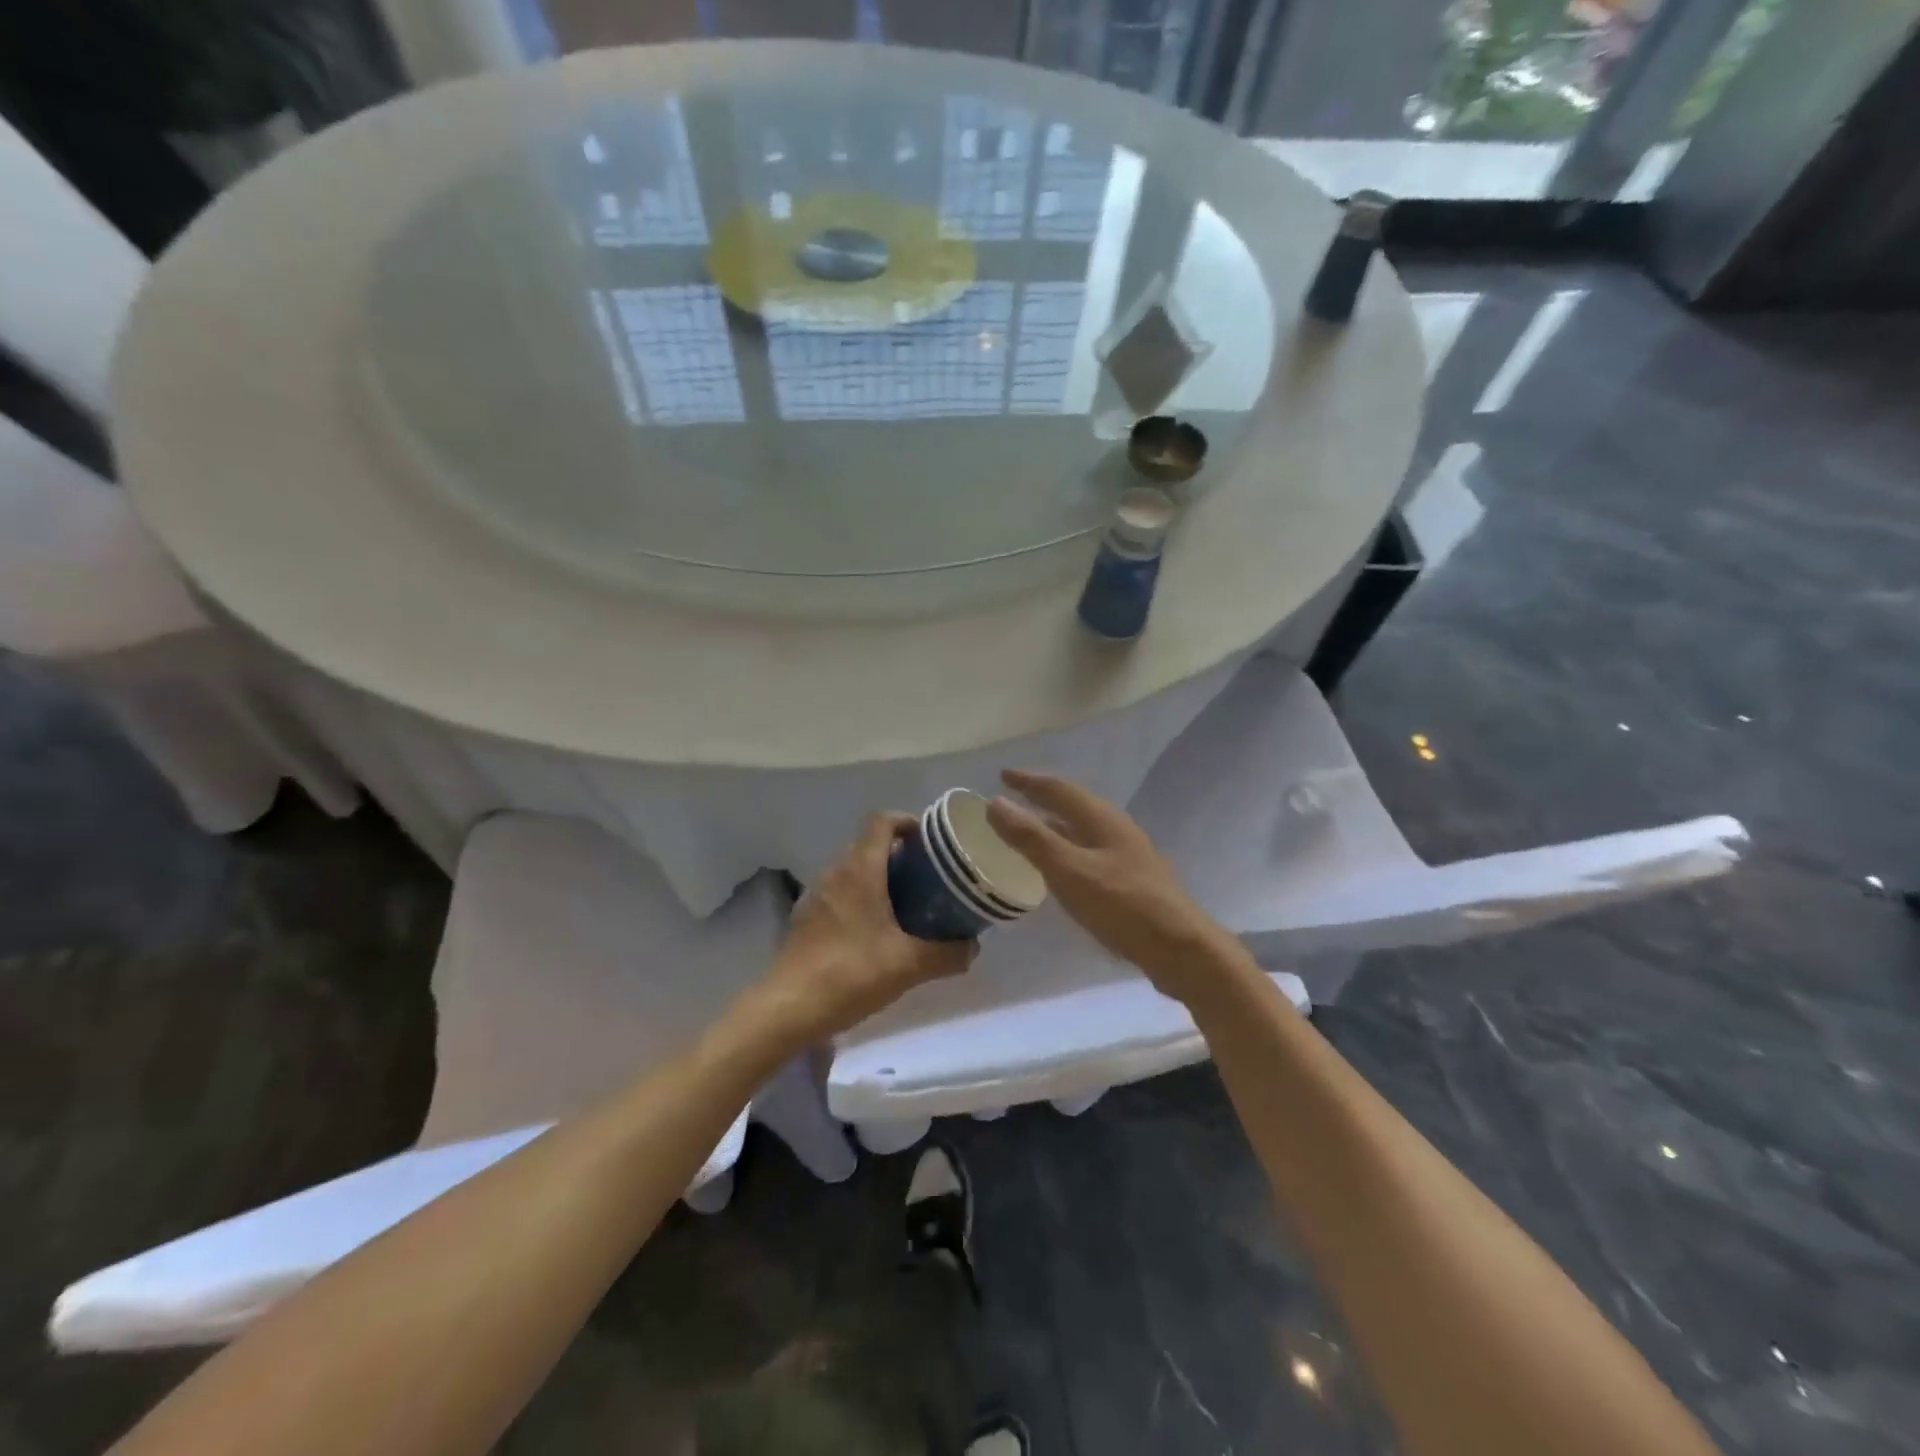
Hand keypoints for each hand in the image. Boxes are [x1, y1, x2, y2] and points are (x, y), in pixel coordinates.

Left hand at [754, 814, 975, 1043]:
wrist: (788, 1008)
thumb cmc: (851, 973)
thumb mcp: (909, 965)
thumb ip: (947, 954)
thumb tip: (973, 948)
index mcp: (860, 870)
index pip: (881, 821)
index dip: (907, 822)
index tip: (929, 841)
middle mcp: (835, 872)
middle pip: (868, 845)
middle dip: (898, 853)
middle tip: (926, 876)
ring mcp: (816, 894)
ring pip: (852, 870)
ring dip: (877, 877)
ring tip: (905, 903)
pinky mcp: (805, 918)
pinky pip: (838, 893)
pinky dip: (859, 898)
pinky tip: (874, 931)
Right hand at [986, 770, 1236, 1001]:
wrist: (1180, 949)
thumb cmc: (1122, 905)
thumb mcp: (1069, 870)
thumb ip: (1031, 838)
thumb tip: (995, 803)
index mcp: (1101, 819)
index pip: (1059, 789)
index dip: (1028, 781)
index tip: (1002, 775)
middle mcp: (1115, 830)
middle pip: (1072, 807)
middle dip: (1040, 801)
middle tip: (1010, 801)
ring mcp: (1126, 856)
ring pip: (1081, 831)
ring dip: (1053, 827)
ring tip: (1028, 832)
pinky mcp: (1130, 882)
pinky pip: (1088, 854)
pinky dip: (1065, 851)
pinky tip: (1059, 871)